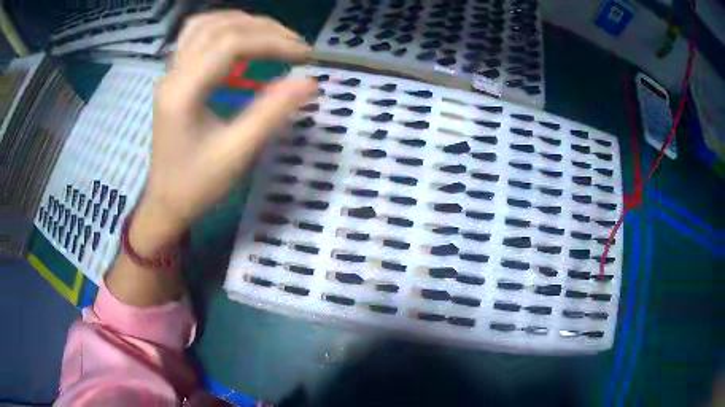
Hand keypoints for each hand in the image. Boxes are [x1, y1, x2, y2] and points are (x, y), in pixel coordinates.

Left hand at [130, 11, 315, 255]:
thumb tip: (310, 81)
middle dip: (262, 28)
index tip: (305, 56)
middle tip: (294, 44)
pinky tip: (240, 39)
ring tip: (271, 35)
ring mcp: (169, 74)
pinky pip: (195, 37)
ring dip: (241, 22)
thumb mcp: (237, 153)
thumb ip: (272, 112)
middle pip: (218, 27)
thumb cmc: (197, 184)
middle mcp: (172, 75)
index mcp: (184, 92)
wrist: (165, 203)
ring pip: (203, 25)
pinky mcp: (173, 78)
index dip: (272, 42)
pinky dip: (222, 29)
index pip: (230, 44)